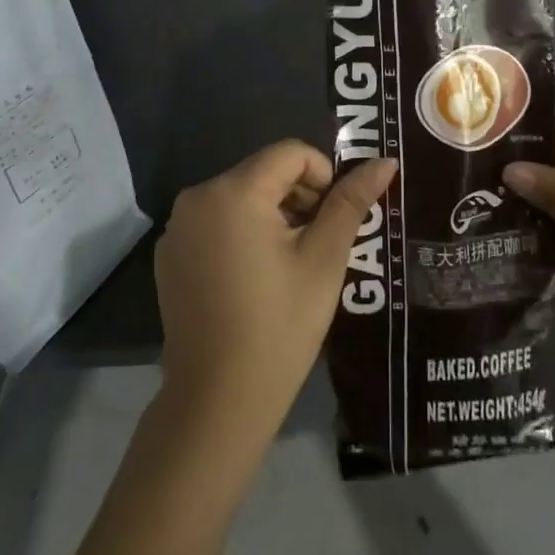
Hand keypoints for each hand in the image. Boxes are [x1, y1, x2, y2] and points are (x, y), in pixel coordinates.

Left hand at [155, 142, 396, 451]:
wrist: (217, 401)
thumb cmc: (280, 325)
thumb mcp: (324, 259)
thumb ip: (351, 202)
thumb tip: (385, 162)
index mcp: (234, 191)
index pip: (291, 153)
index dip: (323, 178)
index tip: (333, 222)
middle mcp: (197, 197)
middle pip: (264, 173)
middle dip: (298, 199)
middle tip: (317, 247)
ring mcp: (177, 227)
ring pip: (241, 197)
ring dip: (272, 216)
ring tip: (288, 266)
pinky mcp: (169, 254)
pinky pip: (216, 222)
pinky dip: (242, 234)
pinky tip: (254, 280)